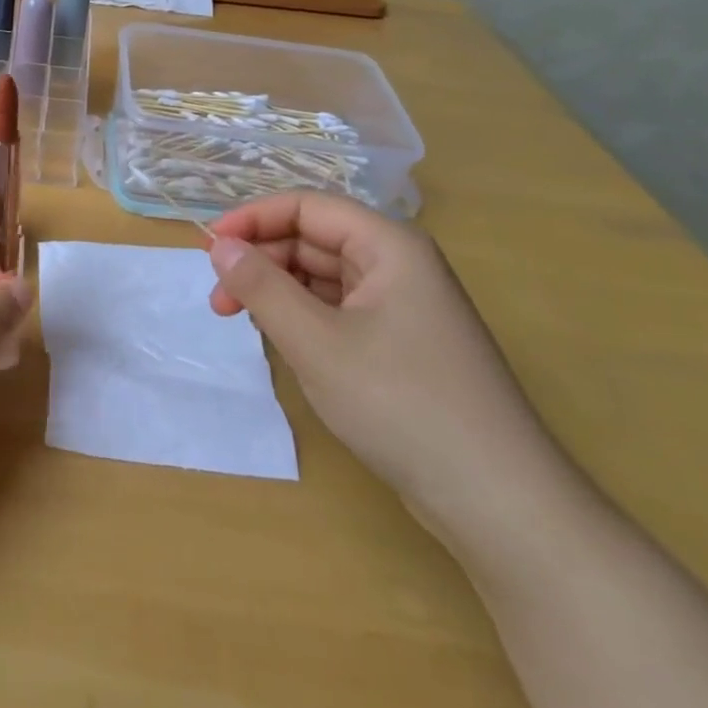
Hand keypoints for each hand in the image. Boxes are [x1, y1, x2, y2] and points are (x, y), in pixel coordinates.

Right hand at [207, 192, 571, 541]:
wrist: (499, 501)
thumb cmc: (402, 404)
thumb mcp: (316, 343)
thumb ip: (262, 287)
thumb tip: (219, 246)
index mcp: (389, 245)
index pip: (307, 207)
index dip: (253, 219)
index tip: (208, 249)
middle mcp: (399, 264)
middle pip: (314, 239)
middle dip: (262, 260)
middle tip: (218, 300)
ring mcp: (404, 306)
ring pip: (324, 277)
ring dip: (279, 290)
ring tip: (241, 321)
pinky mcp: (403, 344)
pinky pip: (340, 310)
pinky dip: (304, 317)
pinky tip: (282, 340)